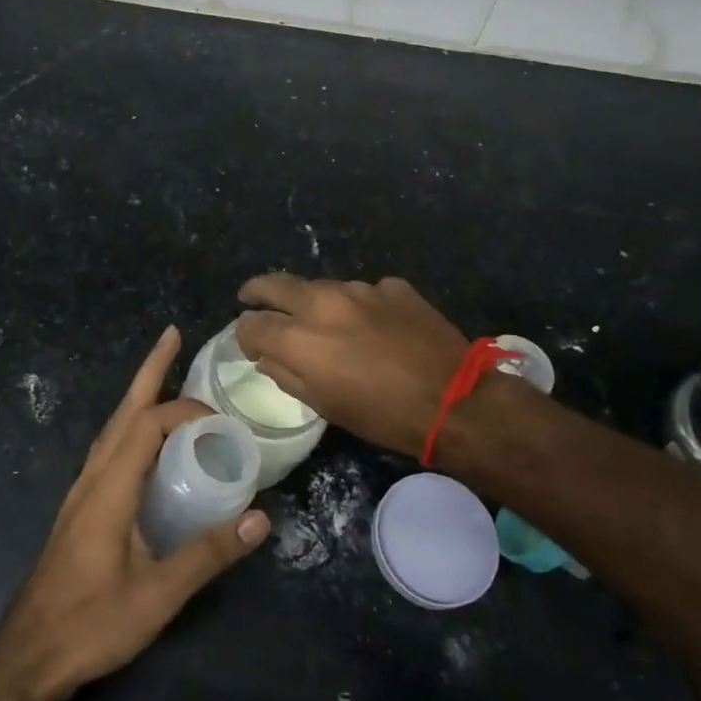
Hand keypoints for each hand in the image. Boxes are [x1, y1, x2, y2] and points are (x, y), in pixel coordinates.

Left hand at [0, 327, 269, 700]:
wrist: (29, 655)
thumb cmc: (92, 623)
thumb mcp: (158, 594)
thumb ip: (208, 554)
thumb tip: (261, 518)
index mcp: (110, 486)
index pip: (149, 424)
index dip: (186, 411)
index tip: (221, 421)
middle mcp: (93, 476)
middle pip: (124, 409)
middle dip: (150, 369)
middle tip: (174, 335)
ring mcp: (82, 490)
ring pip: (113, 426)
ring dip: (139, 394)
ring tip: (164, 374)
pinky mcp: (81, 506)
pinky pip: (110, 447)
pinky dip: (132, 425)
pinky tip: (146, 440)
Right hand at [235, 274, 469, 457]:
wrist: (456, 399)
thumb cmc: (384, 416)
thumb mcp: (327, 407)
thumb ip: (288, 376)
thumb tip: (269, 358)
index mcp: (300, 338)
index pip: (252, 324)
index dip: (245, 334)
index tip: (251, 344)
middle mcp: (323, 302)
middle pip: (276, 285)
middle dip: (258, 292)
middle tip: (252, 298)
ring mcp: (361, 289)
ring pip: (322, 287)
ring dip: (315, 302)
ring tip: (325, 322)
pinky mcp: (393, 286)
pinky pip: (364, 292)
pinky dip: (359, 307)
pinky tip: (375, 327)